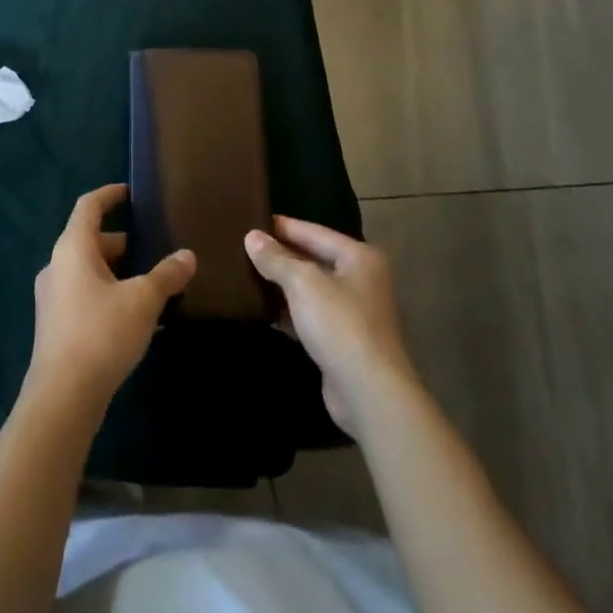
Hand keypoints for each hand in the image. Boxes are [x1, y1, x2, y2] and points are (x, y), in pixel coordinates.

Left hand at [27, 184, 195, 418]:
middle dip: (123, 243)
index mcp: (72, 248)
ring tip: (151, 284)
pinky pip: (85, 296)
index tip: (130, 192)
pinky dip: (109, 295)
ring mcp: (53, 298)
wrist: (62, 399)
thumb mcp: (143, 300)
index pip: (89, 206)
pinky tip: (136, 318)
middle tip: (154, 247)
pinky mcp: (56, 326)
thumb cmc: (101, 334)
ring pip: (89, 271)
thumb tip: (188, 256)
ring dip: (117, 273)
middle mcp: (57, 266)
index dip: (110, 195)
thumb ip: (167, 275)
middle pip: (91, 240)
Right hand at [245, 217, 419, 436]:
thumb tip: (251, 236)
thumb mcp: (303, 283)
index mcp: (359, 257)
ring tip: (246, 274)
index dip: (283, 226)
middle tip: (244, 246)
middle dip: (281, 255)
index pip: (314, 232)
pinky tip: (262, 309)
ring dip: (282, 284)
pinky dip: (288, 311)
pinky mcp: (342, 341)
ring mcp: (352, 312)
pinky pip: (309, 315)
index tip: (251, 219)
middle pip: (313, 259)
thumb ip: (276, 258)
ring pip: (310, 289)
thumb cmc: (339, 324)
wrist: (368, 393)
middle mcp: (360, 280)